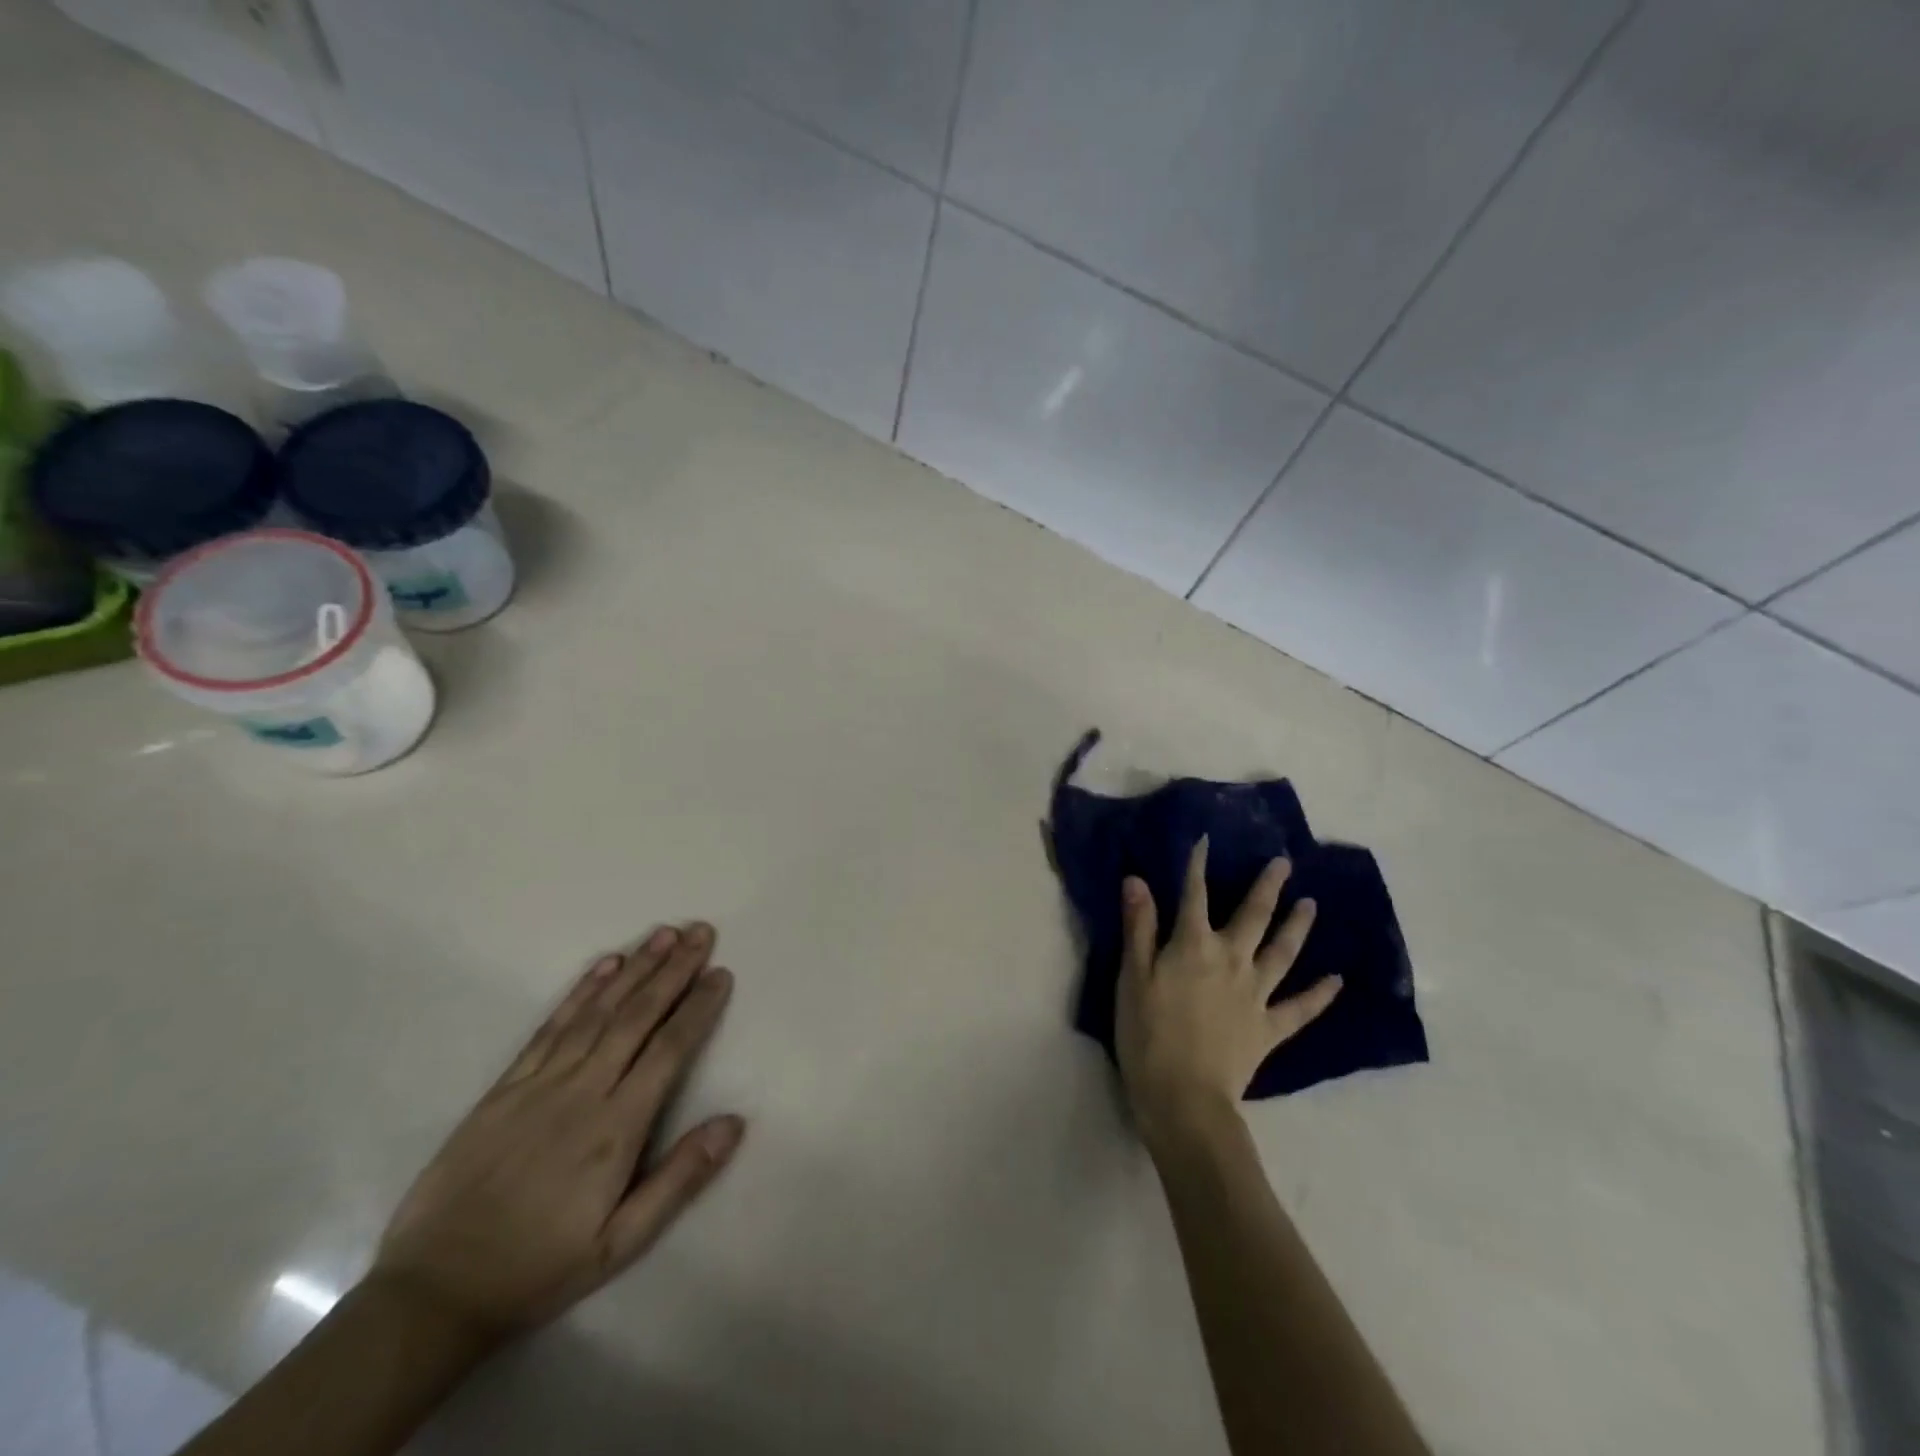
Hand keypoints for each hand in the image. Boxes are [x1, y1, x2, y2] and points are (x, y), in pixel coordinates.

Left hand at [371, 924, 743, 1343]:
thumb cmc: (539, 1268)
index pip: (668, 1049)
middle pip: (636, 1015)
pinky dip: (581, 990)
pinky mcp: (506, 1085)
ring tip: (664, 933)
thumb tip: (734, 1122)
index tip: (720, 973)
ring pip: (598, 1010)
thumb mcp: (620, 1243)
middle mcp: (582, 1090)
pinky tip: (605, 964)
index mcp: (616, 1127)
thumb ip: (679, 1179)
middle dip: (673, 969)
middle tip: (700, 931)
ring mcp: (540, 1082)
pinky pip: (551, 1026)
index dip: (697, 1007)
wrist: (433, 1292)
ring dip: (635, 967)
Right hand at [1117, 840, 1341, 1149]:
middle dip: (1267, 887)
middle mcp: (1231, 960)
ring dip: (1297, 927)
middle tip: (1284, 863)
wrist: (1184, 1097)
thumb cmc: (1147, 1034)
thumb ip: (1139, 928)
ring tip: (1311, 904)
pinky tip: (1337, 980)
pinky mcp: (1269, 1028)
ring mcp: (1256, 994)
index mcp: (1193, 946)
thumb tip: (1138, 880)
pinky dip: (1320, 994)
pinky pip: (1299, 1008)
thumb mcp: (1132, 977)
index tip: (1205, 840)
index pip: (1193, 896)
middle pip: (1252, 916)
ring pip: (1282, 952)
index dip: (1197, 866)